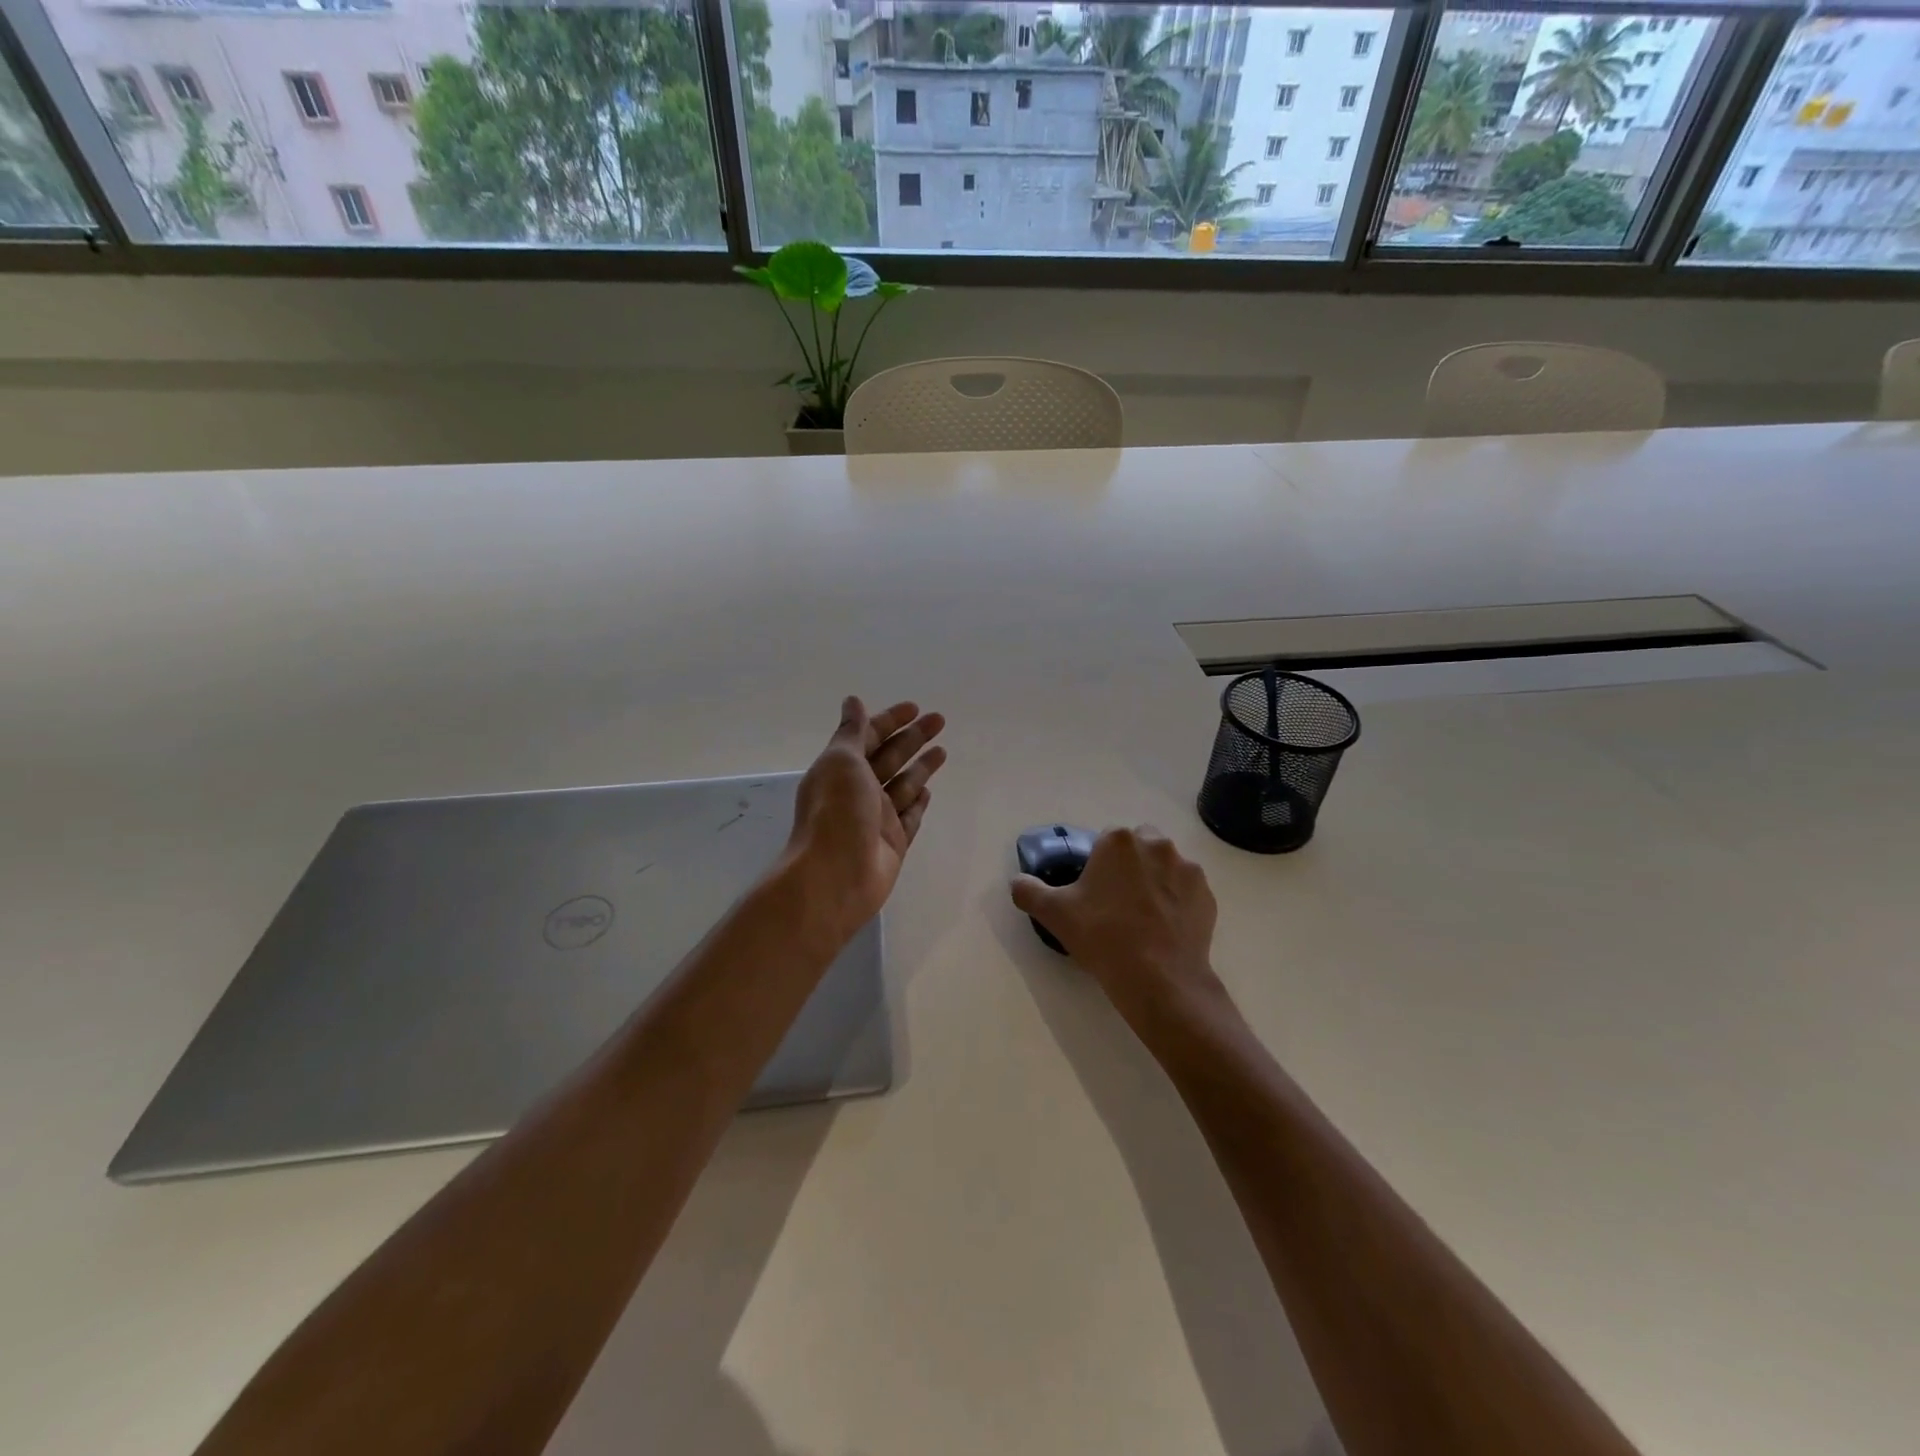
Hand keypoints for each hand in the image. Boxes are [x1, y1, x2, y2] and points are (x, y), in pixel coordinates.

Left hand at [783, 697, 946, 935]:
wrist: (836, 875)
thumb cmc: (837, 811)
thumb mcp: (841, 761)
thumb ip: (852, 732)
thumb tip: (852, 701)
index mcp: (842, 769)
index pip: (869, 736)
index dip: (890, 720)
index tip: (915, 708)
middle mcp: (858, 791)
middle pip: (891, 757)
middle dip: (913, 738)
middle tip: (940, 720)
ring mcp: (877, 818)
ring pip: (904, 785)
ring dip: (921, 766)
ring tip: (942, 750)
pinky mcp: (894, 843)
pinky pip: (910, 817)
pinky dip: (918, 802)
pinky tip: (929, 791)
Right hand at [1011, 826, 1224, 1023]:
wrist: (1158, 979)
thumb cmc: (1102, 937)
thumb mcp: (1054, 914)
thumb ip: (1029, 891)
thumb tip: (1017, 882)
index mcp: (1118, 841)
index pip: (1106, 840)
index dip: (1098, 864)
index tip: (1094, 891)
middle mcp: (1156, 844)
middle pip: (1139, 845)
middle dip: (1130, 864)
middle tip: (1117, 901)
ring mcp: (1186, 869)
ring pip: (1165, 866)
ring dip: (1155, 880)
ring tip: (1143, 918)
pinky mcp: (1207, 895)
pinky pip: (1186, 891)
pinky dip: (1177, 902)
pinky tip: (1165, 929)